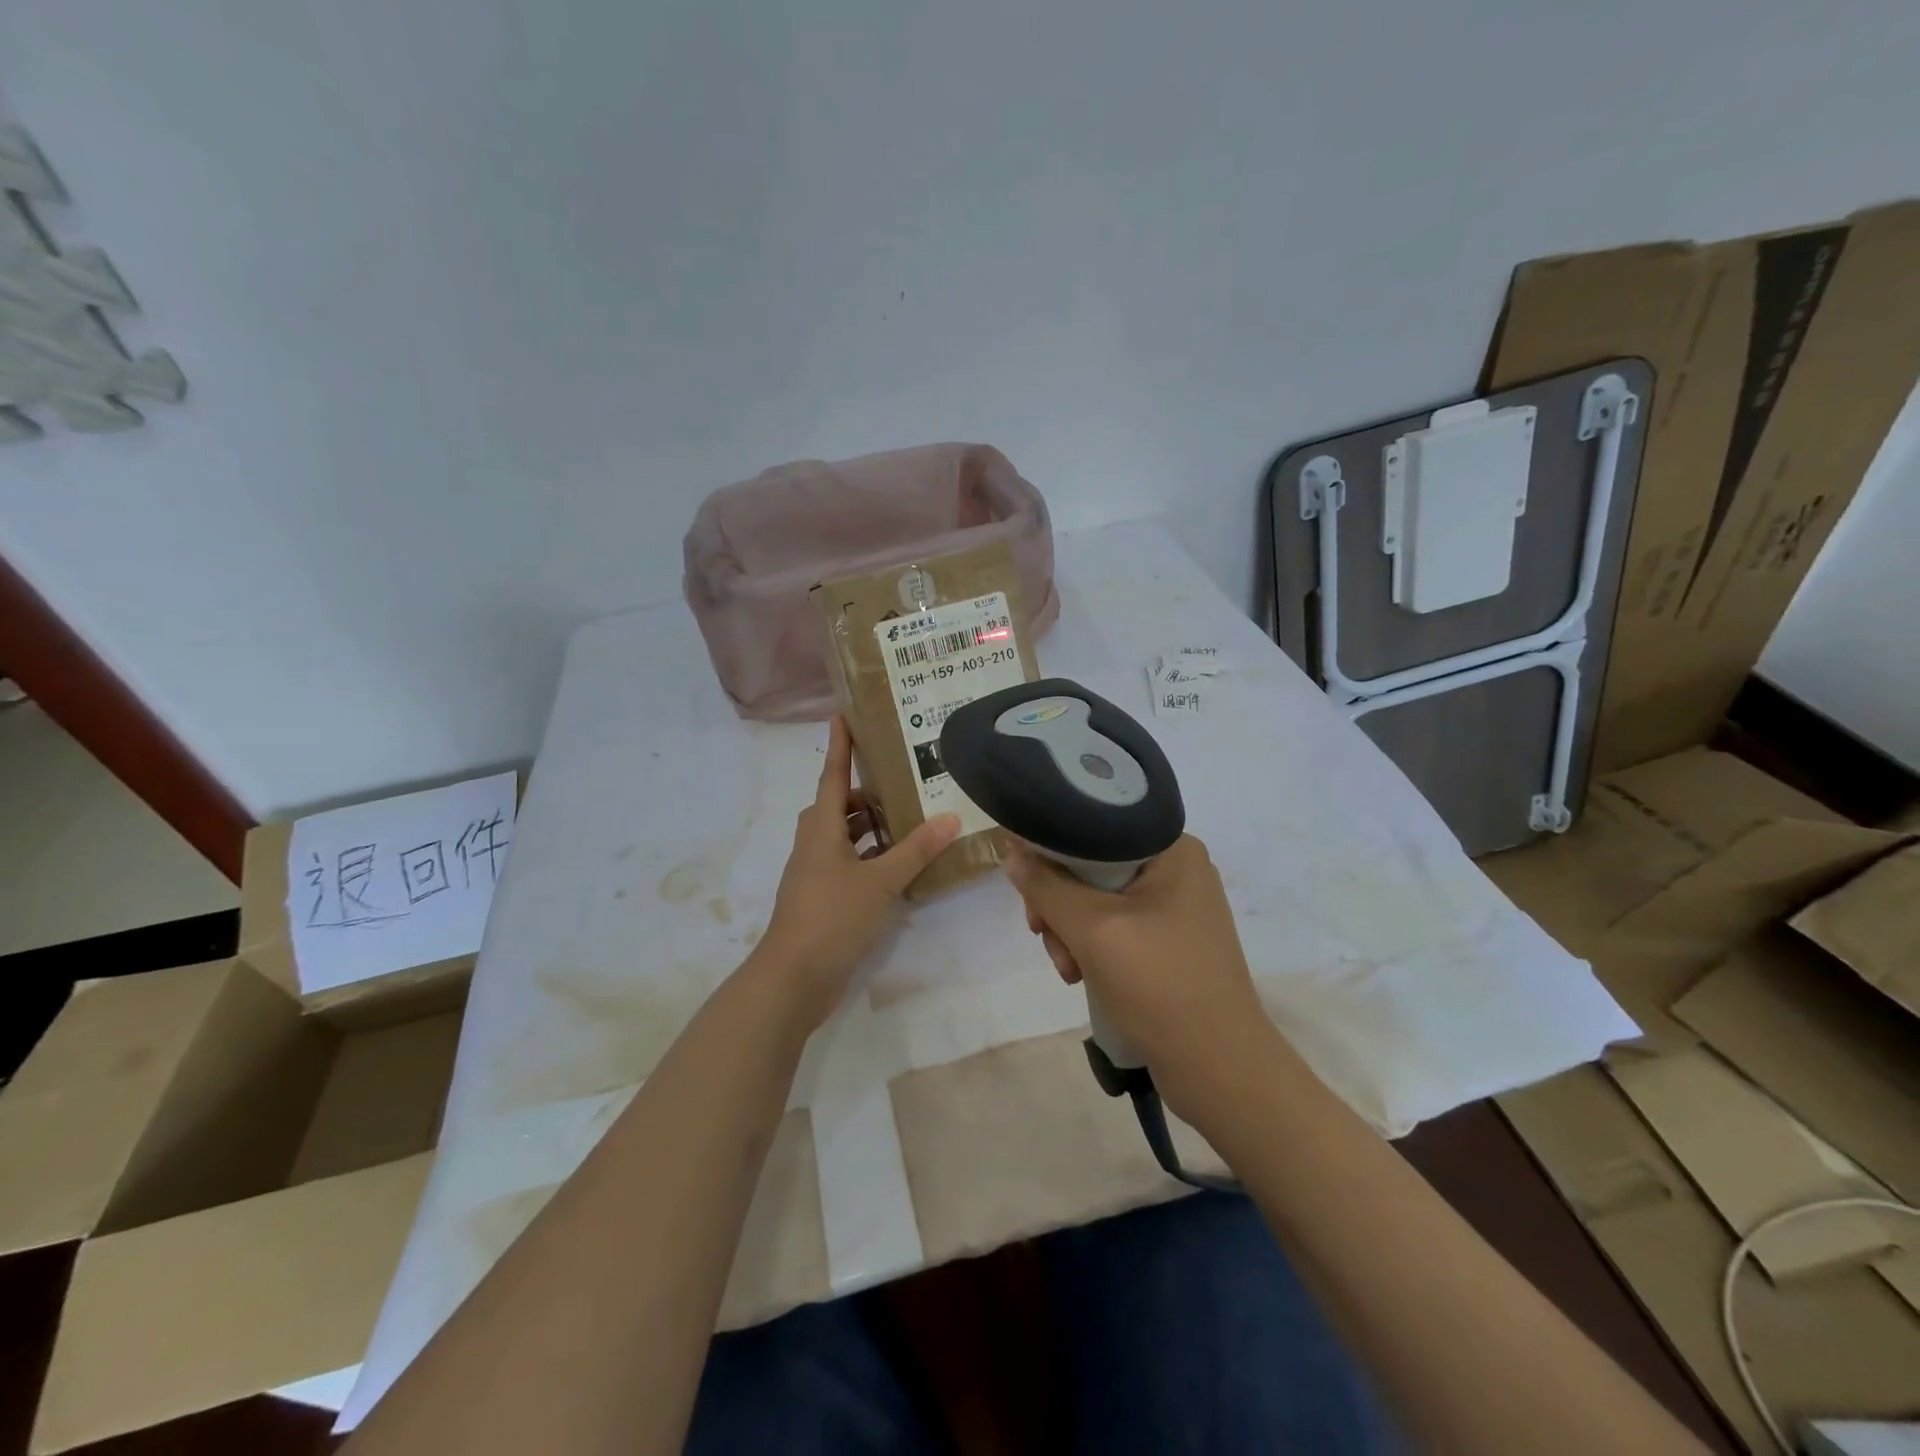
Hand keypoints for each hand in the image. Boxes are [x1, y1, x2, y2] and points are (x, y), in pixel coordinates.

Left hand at [750, 717, 959, 1028]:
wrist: (793, 978)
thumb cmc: (832, 917)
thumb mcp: (880, 881)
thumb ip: (915, 850)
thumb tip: (950, 817)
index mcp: (821, 829)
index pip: (831, 775)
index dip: (839, 746)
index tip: (843, 715)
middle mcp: (814, 844)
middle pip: (838, 806)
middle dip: (865, 793)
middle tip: (903, 783)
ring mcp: (815, 873)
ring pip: (843, 837)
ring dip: (870, 828)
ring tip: (909, 822)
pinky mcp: (822, 899)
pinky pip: (848, 864)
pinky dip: (870, 858)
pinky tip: (899, 867)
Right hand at [1003, 835, 1274, 1113]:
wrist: (1219, 1069)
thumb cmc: (1160, 985)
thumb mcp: (1093, 929)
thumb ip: (1046, 887)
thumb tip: (1011, 852)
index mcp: (1173, 849)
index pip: (1095, 827)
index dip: (1052, 850)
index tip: (1027, 885)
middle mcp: (1177, 869)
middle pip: (1092, 866)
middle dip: (1060, 903)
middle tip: (1041, 933)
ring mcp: (1175, 908)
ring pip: (1098, 900)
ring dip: (1070, 931)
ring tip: (1067, 969)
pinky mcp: (1170, 942)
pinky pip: (1115, 927)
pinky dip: (1091, 947)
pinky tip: (1080, 976)